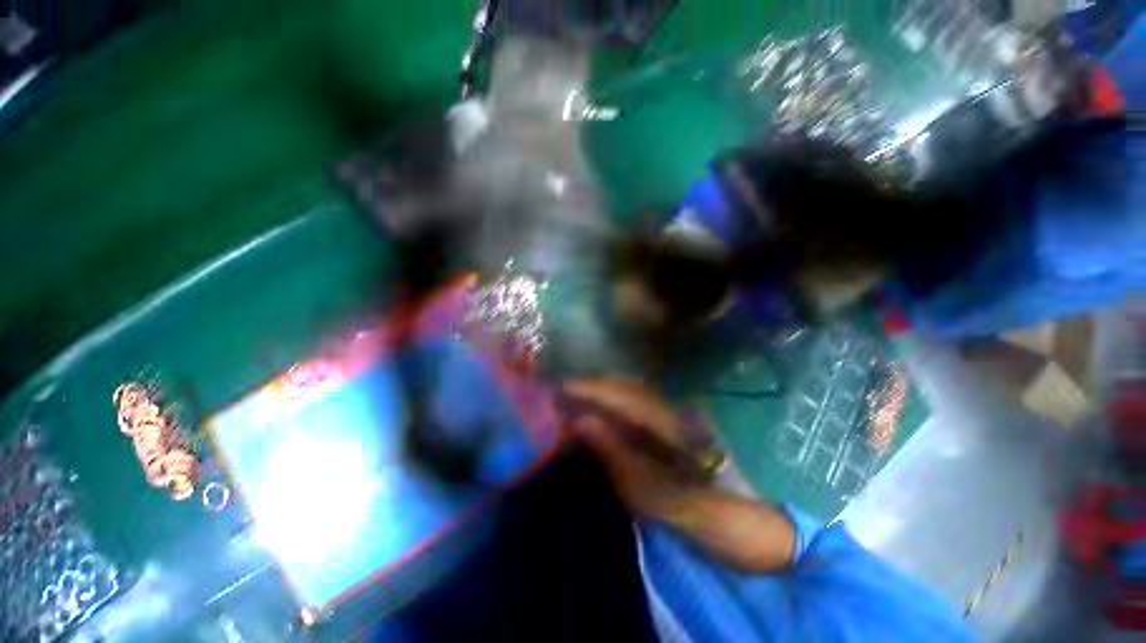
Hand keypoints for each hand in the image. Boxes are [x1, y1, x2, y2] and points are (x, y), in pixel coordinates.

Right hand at [563, 377, 797, 572]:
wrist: (750, 528)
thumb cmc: (705, 516)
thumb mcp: (655, 495)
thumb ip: (616, 455)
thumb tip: (580, 421)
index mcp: (670, 423)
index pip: (622, 394)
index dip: (590, 388)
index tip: (559, 388)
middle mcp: (672, 409)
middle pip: (625, 386)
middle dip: (590, 387)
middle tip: (559, 395)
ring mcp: (674, 415)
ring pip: (630, 392)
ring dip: (600, 393)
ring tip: (573, 402)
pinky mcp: (672, 425)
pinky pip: (635, 406)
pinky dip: (612, 405)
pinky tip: (598, 414)